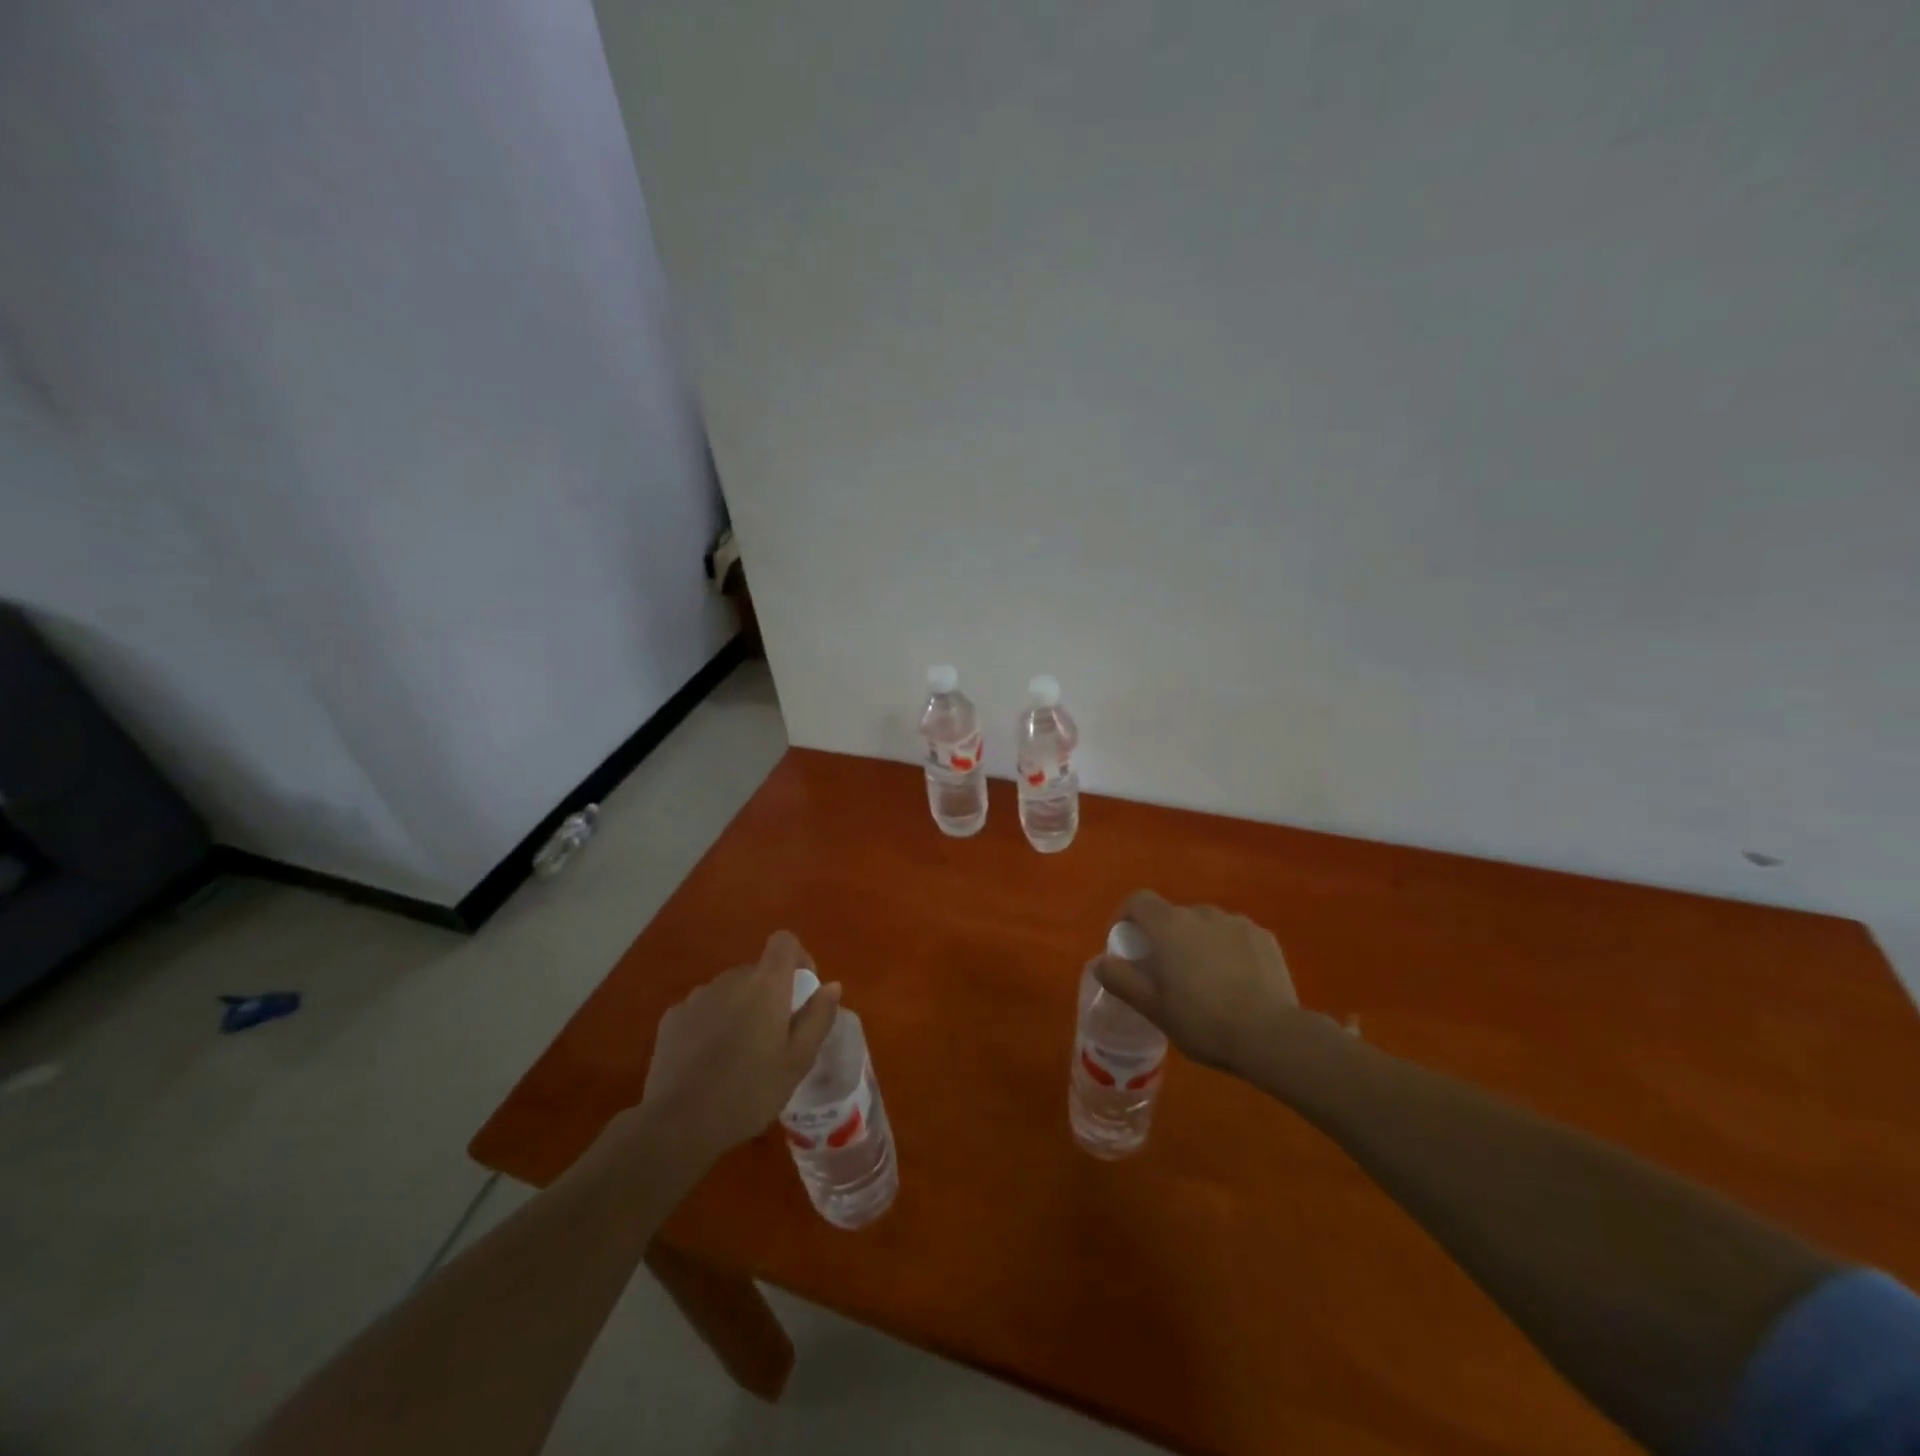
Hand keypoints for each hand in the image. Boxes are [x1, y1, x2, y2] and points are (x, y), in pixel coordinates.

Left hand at [638, 931, 840, 1163]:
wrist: (678, 1124)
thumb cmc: (750, 1091)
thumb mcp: (798, 1061)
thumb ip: (818, 1017)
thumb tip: (831, 986)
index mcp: (766, 984)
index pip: (784, 941)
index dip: (798, 957)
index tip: (803, 990)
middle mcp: (730, 979)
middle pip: (757, 971)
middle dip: (769, 993)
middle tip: (774, 1036)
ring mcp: (697, 997)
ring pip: (729, 990)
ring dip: (739, 1008)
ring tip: (739, 1052)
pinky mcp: (671, 1018)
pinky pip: (702, 1009)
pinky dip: (711, 1023)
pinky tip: (708, 1060)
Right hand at [1093, 890, 1299, 1075]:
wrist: (1271, 1036)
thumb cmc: (1203, 1021)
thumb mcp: (1153, 1008)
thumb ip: (1122, 980)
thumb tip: (1099, 962)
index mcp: (1169, 925)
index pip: (1138, 900)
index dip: (1127, 917)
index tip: (1128, 946)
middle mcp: (1201, 913)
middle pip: (1172, 915)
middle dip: (1164, 937)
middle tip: (1167, 973)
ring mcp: (1236, 922)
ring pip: (1205, 925)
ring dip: (1197, 942)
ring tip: (1205, 980)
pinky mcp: (1264, 936)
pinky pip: (1234, 935)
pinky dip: (1227, 949)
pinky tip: (1236, 981)